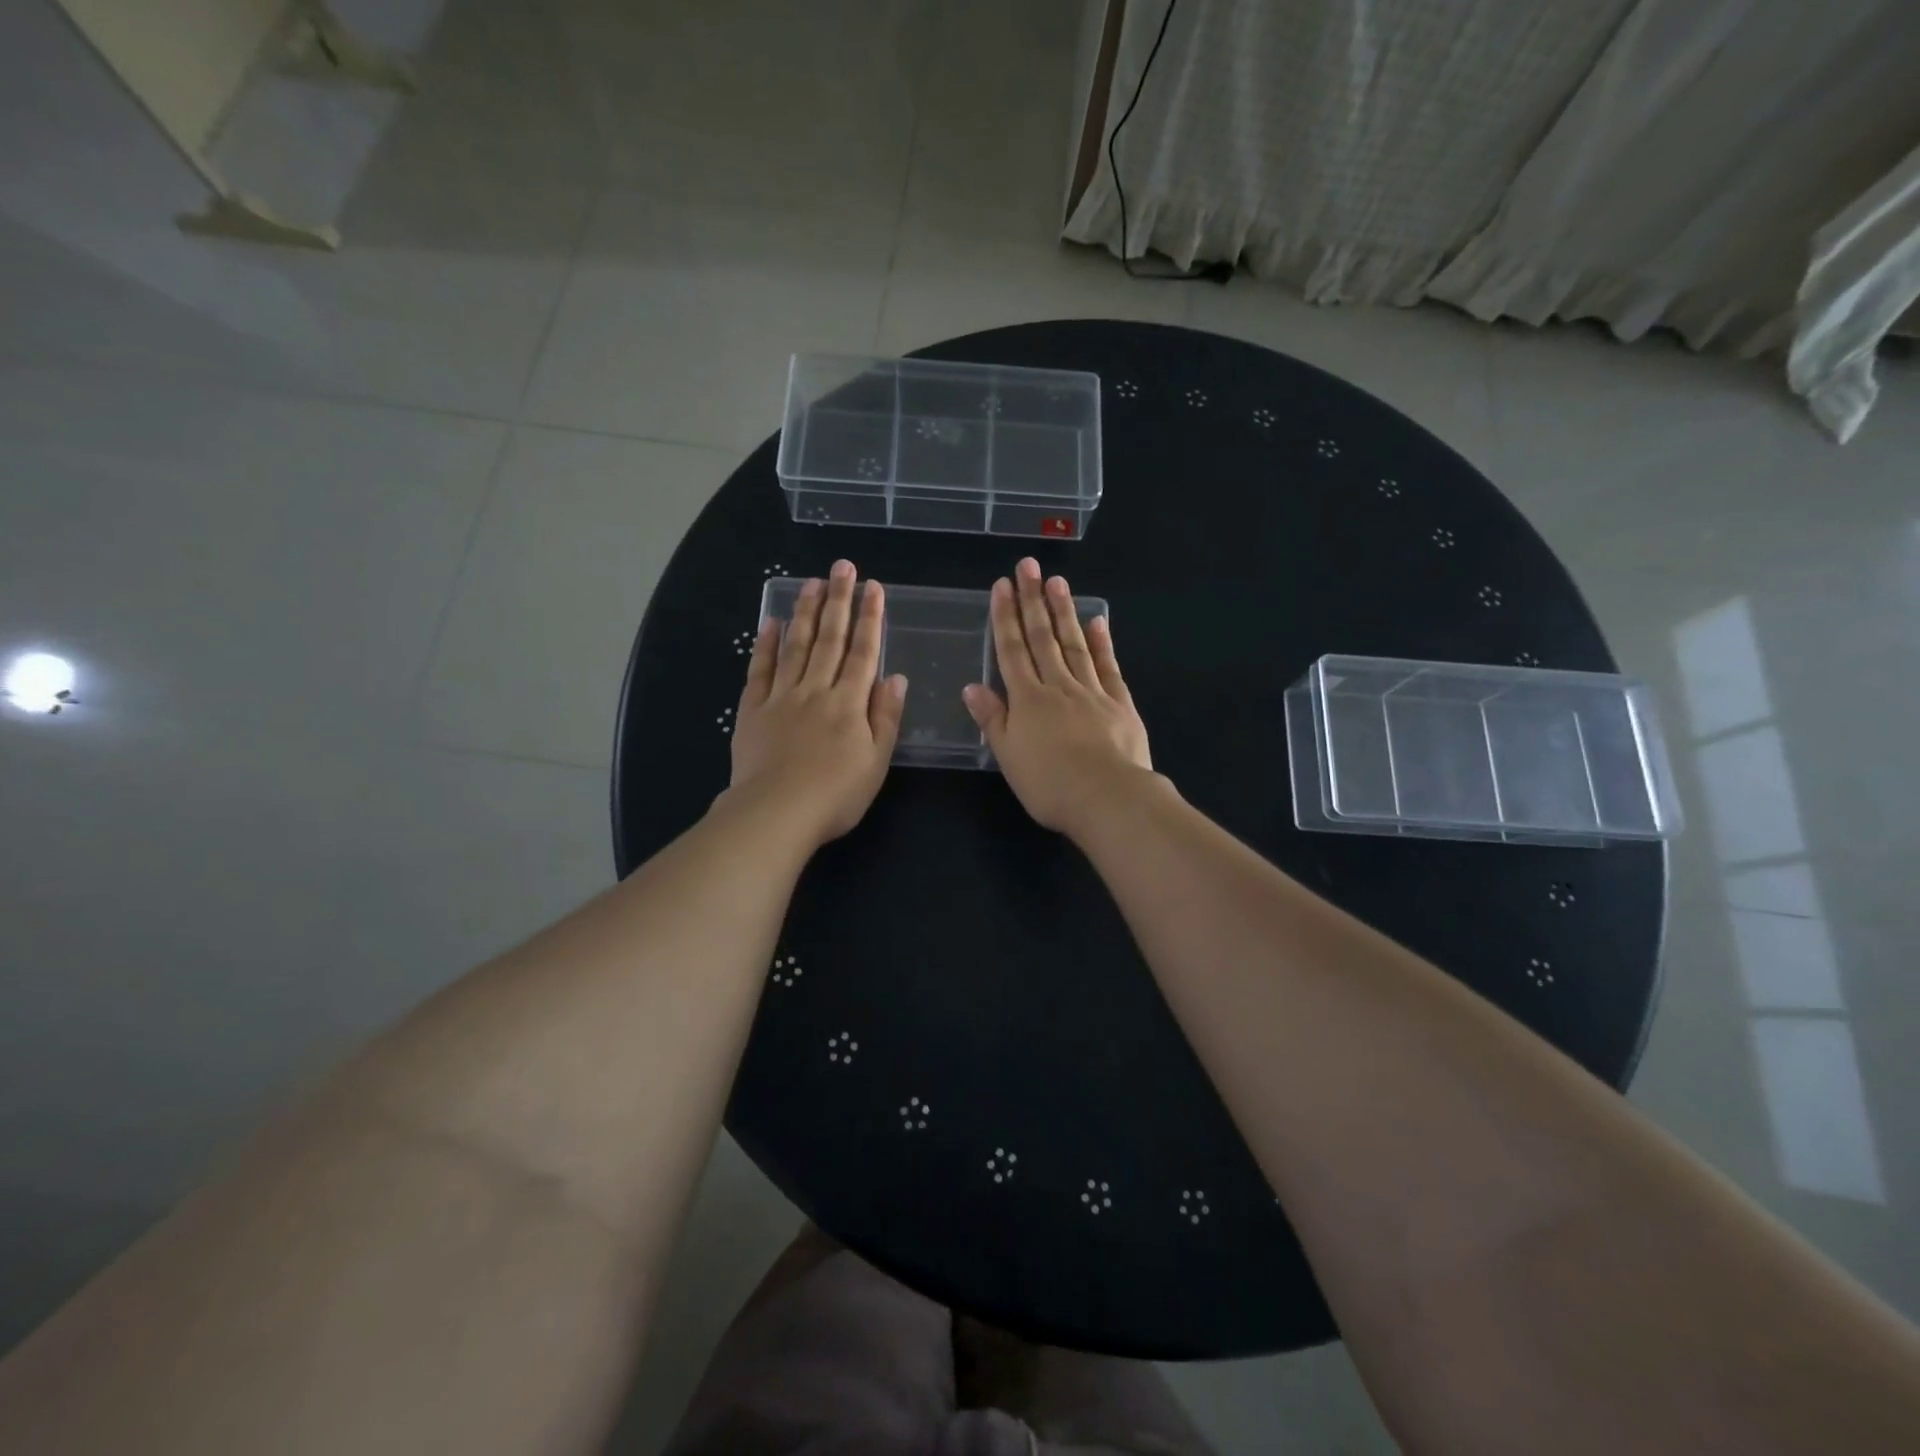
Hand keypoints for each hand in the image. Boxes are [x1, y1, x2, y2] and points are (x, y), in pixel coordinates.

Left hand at [728, 560, 905, 845]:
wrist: (775, 813)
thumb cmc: (835, 795)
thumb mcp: (876, 762)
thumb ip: (886, 717)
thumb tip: (896, 677)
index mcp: (849, 703)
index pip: (864, 652)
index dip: (870, 618)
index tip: (874, 587)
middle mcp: (816, 690)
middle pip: (830, 639)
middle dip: (838, 601)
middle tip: (842, 567)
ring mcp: (782, 697)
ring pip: (796, 646)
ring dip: (805, 613)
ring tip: (811, 583)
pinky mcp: (753, 709)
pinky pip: (760, 669)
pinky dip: (765, 645)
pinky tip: (770, 622)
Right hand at [963, 557, 1154, 837]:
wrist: (1108, 798)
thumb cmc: (1051, 785)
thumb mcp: (1009, 757)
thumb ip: (992, 719)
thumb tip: (972, 686)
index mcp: (1028, 700)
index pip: (1012, 651)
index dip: (1005, 618)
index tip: (1002, 586)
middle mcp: (1058, 687)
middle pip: (1042, 638)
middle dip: (1032, 600)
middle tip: (1028, 566)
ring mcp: (1092, 692)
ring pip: (1074, 644)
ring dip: (1064, 612)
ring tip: (1057, 581)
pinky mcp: (1120, 703)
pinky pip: (1108, 666)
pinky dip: (1102, 643)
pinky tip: (1098, 620)